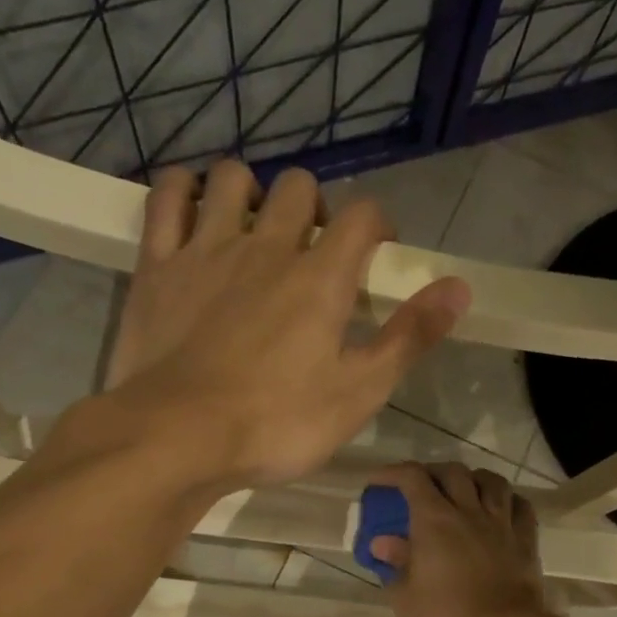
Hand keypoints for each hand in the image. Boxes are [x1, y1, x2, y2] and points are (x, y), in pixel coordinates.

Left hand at [96, 160, 470, 492]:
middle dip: (316, 209)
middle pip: (300, 187)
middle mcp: (266, 247)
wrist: (178, 438)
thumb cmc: (276, 424)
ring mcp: (207, 250)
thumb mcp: (358, 393)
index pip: (364, 215)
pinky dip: (185, 190)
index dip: (378, 225)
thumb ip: (409, 337)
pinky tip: (195, 209)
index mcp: (320, 278)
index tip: (376, 254)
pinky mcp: (158, 265)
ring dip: (252, 192)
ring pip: (233, 178)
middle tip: (312, 252)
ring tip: (254, 230)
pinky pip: (168, 197)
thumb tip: (459, 287)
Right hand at [368, 462, 569, 616]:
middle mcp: (469, 511)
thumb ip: (395, 565)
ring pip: (492, 482)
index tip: (379, 482)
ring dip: (474, 478)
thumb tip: (382, 543)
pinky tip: (501, 508)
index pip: (412, 478)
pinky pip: (521, 506)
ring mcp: (501, 524)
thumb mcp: (406, 598)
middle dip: (433, 472)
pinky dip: (508, 500)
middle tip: (421, 487)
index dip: (393, 473)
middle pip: (453, 472)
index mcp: (434, 520)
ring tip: (464, 489)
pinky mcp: (526, 541)